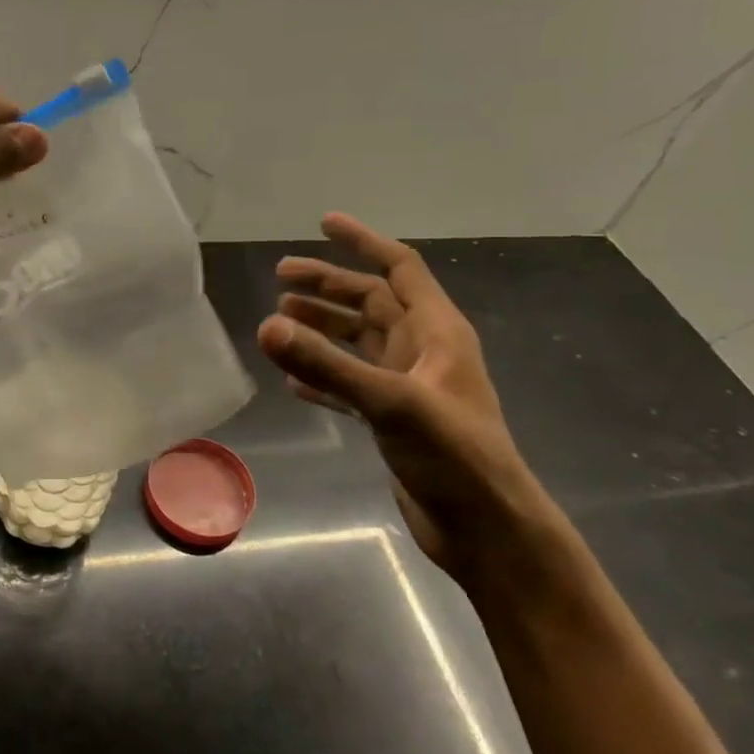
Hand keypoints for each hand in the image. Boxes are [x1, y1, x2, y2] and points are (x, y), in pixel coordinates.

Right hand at [257, 213, 558, 582]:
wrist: (487, 530)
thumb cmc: (453, 456)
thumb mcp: (390, 402)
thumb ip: (328, 365)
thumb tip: (266, 326)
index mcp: (437, 332)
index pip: (399, 269)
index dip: (363, 242)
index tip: (324, 223)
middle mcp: (423, 352)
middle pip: (370, 303)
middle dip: (326, 287)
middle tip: (279, 279)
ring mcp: (408, 387)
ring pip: (358, 343)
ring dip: (321, 329)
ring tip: (278, 322)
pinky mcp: (394, 421)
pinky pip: (351, 385)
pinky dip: (323, 377)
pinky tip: (292, 381)